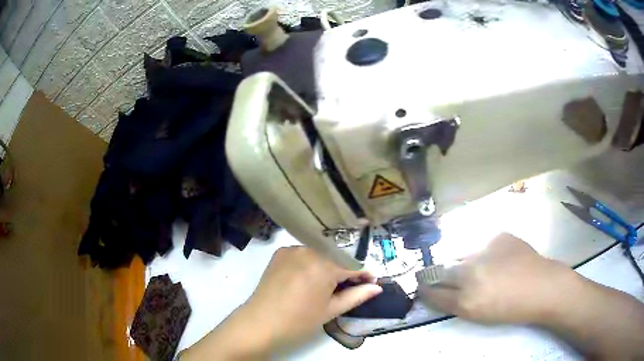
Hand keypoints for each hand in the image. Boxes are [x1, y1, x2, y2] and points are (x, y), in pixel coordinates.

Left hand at [241, 246, 381, 349]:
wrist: (261, 322)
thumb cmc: (299, 320)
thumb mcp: (331, 310)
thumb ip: (356, 296)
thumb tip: (377, 287)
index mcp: (325, 265)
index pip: (353, 265)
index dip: (364, 275)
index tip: (371, 282)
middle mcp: (309, 250)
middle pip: (337, 256)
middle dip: (347, 269)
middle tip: (349, 285)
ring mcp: (292, 249)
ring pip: (320, 252)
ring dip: (329, 263)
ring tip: (328, 282)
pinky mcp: (280, 252)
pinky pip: (303, 252)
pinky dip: (311, 261)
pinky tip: (308, 276)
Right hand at [418, 233, 572, 323]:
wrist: (542, 287)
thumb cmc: (511, 308)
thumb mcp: (478, 314)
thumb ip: (455, 302)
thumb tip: (439, 289)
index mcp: (466, 299)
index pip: (434, 291)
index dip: (427, 288)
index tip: (424, 286)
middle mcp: (471, 272)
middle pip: (444, 269)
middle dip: (443, 274)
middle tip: (454, 278)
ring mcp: (486, 249)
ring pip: (464, 255)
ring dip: (467, 262)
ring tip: (485, 270)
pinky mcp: (499, 236)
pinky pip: (484, 245)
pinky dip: (486, 252)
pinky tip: (501, 259)